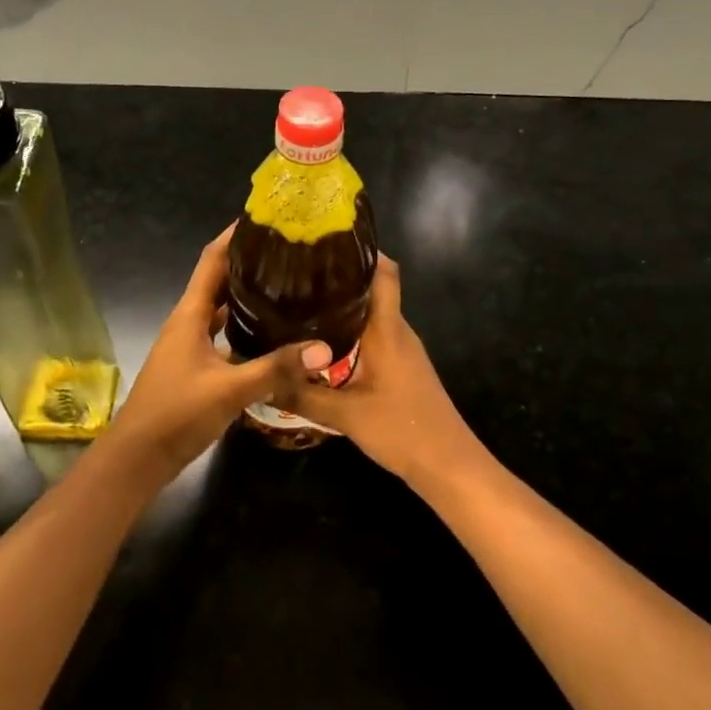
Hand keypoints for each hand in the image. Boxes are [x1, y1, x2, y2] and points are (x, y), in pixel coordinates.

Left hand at [108, 224, 331, 478]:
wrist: (138, 458)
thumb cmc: (176, 413)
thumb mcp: (230, 389)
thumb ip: (276, 368)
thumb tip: (325, 348)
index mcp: (189, 314)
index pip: (211, 260)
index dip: (233, 236)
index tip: (264, 218)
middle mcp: (188, 322)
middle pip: (218, 281)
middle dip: (248, 263)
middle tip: (288, 252)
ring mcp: (189, 346)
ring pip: (220, 310)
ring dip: (246, 296)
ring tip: (286, 286)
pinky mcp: (195, 367)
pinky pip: (222, 335)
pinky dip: (244, 328)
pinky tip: (271, 335)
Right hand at [281, 256, 486, 491]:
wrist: (449, 466)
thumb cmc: (402, 429)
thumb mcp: (344, 415)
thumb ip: (302, 395)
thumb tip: (261, 379)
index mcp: (387, 329)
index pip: (384, 273)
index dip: (362, 252)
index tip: (326, 244)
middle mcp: (397, 331)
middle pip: (372, 290)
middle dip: (338, 280)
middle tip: (296, 276)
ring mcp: (403, 350)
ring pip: (371, 316)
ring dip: (342, 308)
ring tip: (301, 305)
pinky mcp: (402, 368)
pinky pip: (374, 337)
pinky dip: (350, 332)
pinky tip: (322, 345)